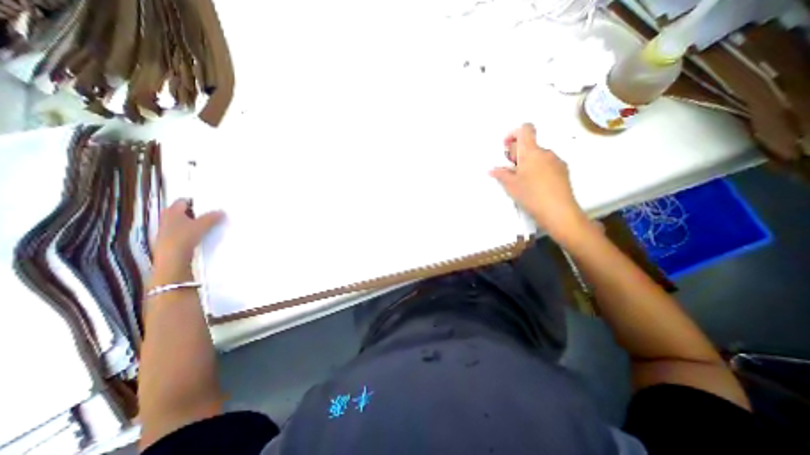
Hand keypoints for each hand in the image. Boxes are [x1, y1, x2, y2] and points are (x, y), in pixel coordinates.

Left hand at [151, 200, 222, 283]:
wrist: (172, 258)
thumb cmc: (183, 237)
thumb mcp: (202, 225)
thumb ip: (212, 217)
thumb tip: (222, 211)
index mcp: (171, 211)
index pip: (183, 201)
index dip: (195, 201)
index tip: (208, 204)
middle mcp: (167, 218)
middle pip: (183, 212)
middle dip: (195, 212)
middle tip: (210, 213)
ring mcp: (167, 230)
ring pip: (183, 222)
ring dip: (194, 222)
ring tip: (209, 224)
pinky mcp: (171, 240)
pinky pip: (184, 231)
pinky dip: (192, 231)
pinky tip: (201, 234)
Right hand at [494, 123, 589, 244]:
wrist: (558, 211)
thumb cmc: (531, 195)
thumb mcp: (511, 185)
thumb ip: (501, 174)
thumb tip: (492, 170)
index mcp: (531, 152)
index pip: (525, 129)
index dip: (514, 134)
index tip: (506, 148)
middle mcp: (545, 152)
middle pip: (529, 144)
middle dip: (517, 154)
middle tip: (510, 170)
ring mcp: (556, 161)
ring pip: (537, 155)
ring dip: (527, 162)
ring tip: (522, 181)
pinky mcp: (563, 170)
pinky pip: (546, 163)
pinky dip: (537, 169)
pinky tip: (534, 185)